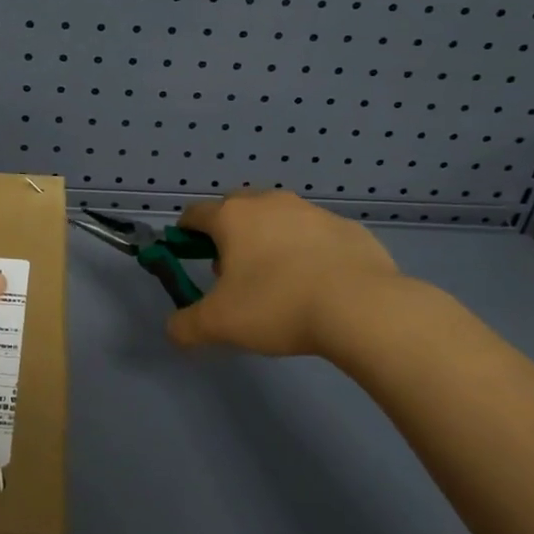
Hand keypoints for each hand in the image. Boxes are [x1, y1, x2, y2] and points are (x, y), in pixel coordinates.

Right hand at [165, 190, 414, 356]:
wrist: (360, 307)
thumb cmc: (276, 305)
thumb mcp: (218, 324)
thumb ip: (185, 326)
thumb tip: (173, 330)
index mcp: (232, 217)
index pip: (195, 213)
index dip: (185, 233)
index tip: (186, 254)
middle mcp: (269, 202)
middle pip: (236, 210)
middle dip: (228, 236)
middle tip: (231, 273)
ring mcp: (311, 212)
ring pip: (277, 220)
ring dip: (268, 242)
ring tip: (277, 283)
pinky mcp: (347, 228)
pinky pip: (315, 236)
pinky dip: (307, 253)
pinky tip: (316, 285)